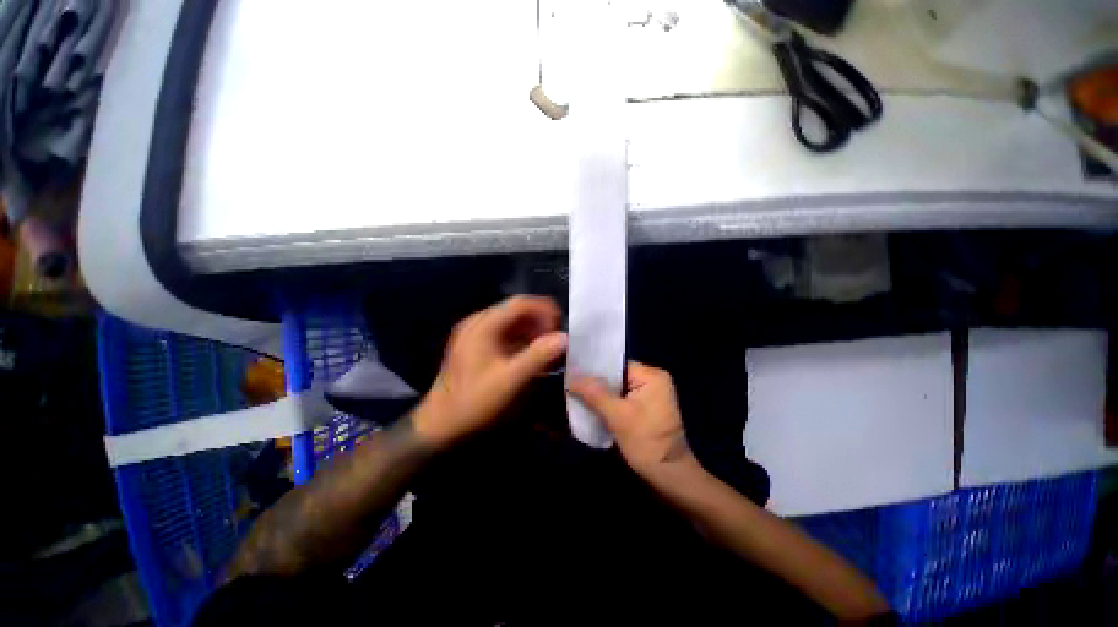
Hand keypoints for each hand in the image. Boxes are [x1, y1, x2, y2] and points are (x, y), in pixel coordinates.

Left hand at [414, 296, 567, 448]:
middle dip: (539, 321)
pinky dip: (521, 340)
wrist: (441, 423)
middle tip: (556, 339)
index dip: (544, 309)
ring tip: (547, 347)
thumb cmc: (475, 400)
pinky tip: (531, 354)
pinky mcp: (476, 345)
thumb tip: (564, 337)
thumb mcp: (510, 379)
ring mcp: (475, 333)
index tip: (561, 326)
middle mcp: (478, 322)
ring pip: (511, 322)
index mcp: (484, 325)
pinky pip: (504, 334)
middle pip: (516, 310)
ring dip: (532, 330)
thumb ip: (538, 356)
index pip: (520, 303)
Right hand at [567, 362, 695, 478]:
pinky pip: (623, 400)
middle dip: (596, 384)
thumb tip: (570, 377)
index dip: (595, 369)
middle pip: (617, 376)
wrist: (669, 477)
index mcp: (652, 375)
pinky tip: (593, 408)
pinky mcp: (647, 409)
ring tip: (578, 396)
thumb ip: (594, 393)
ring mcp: (651, 395)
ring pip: (618, 389)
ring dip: (601, 395)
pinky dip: (609, 404)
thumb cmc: (645, 443)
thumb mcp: (617, 416)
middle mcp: (654, 380)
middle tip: (572, 386)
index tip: (574, 374)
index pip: (617, 365)